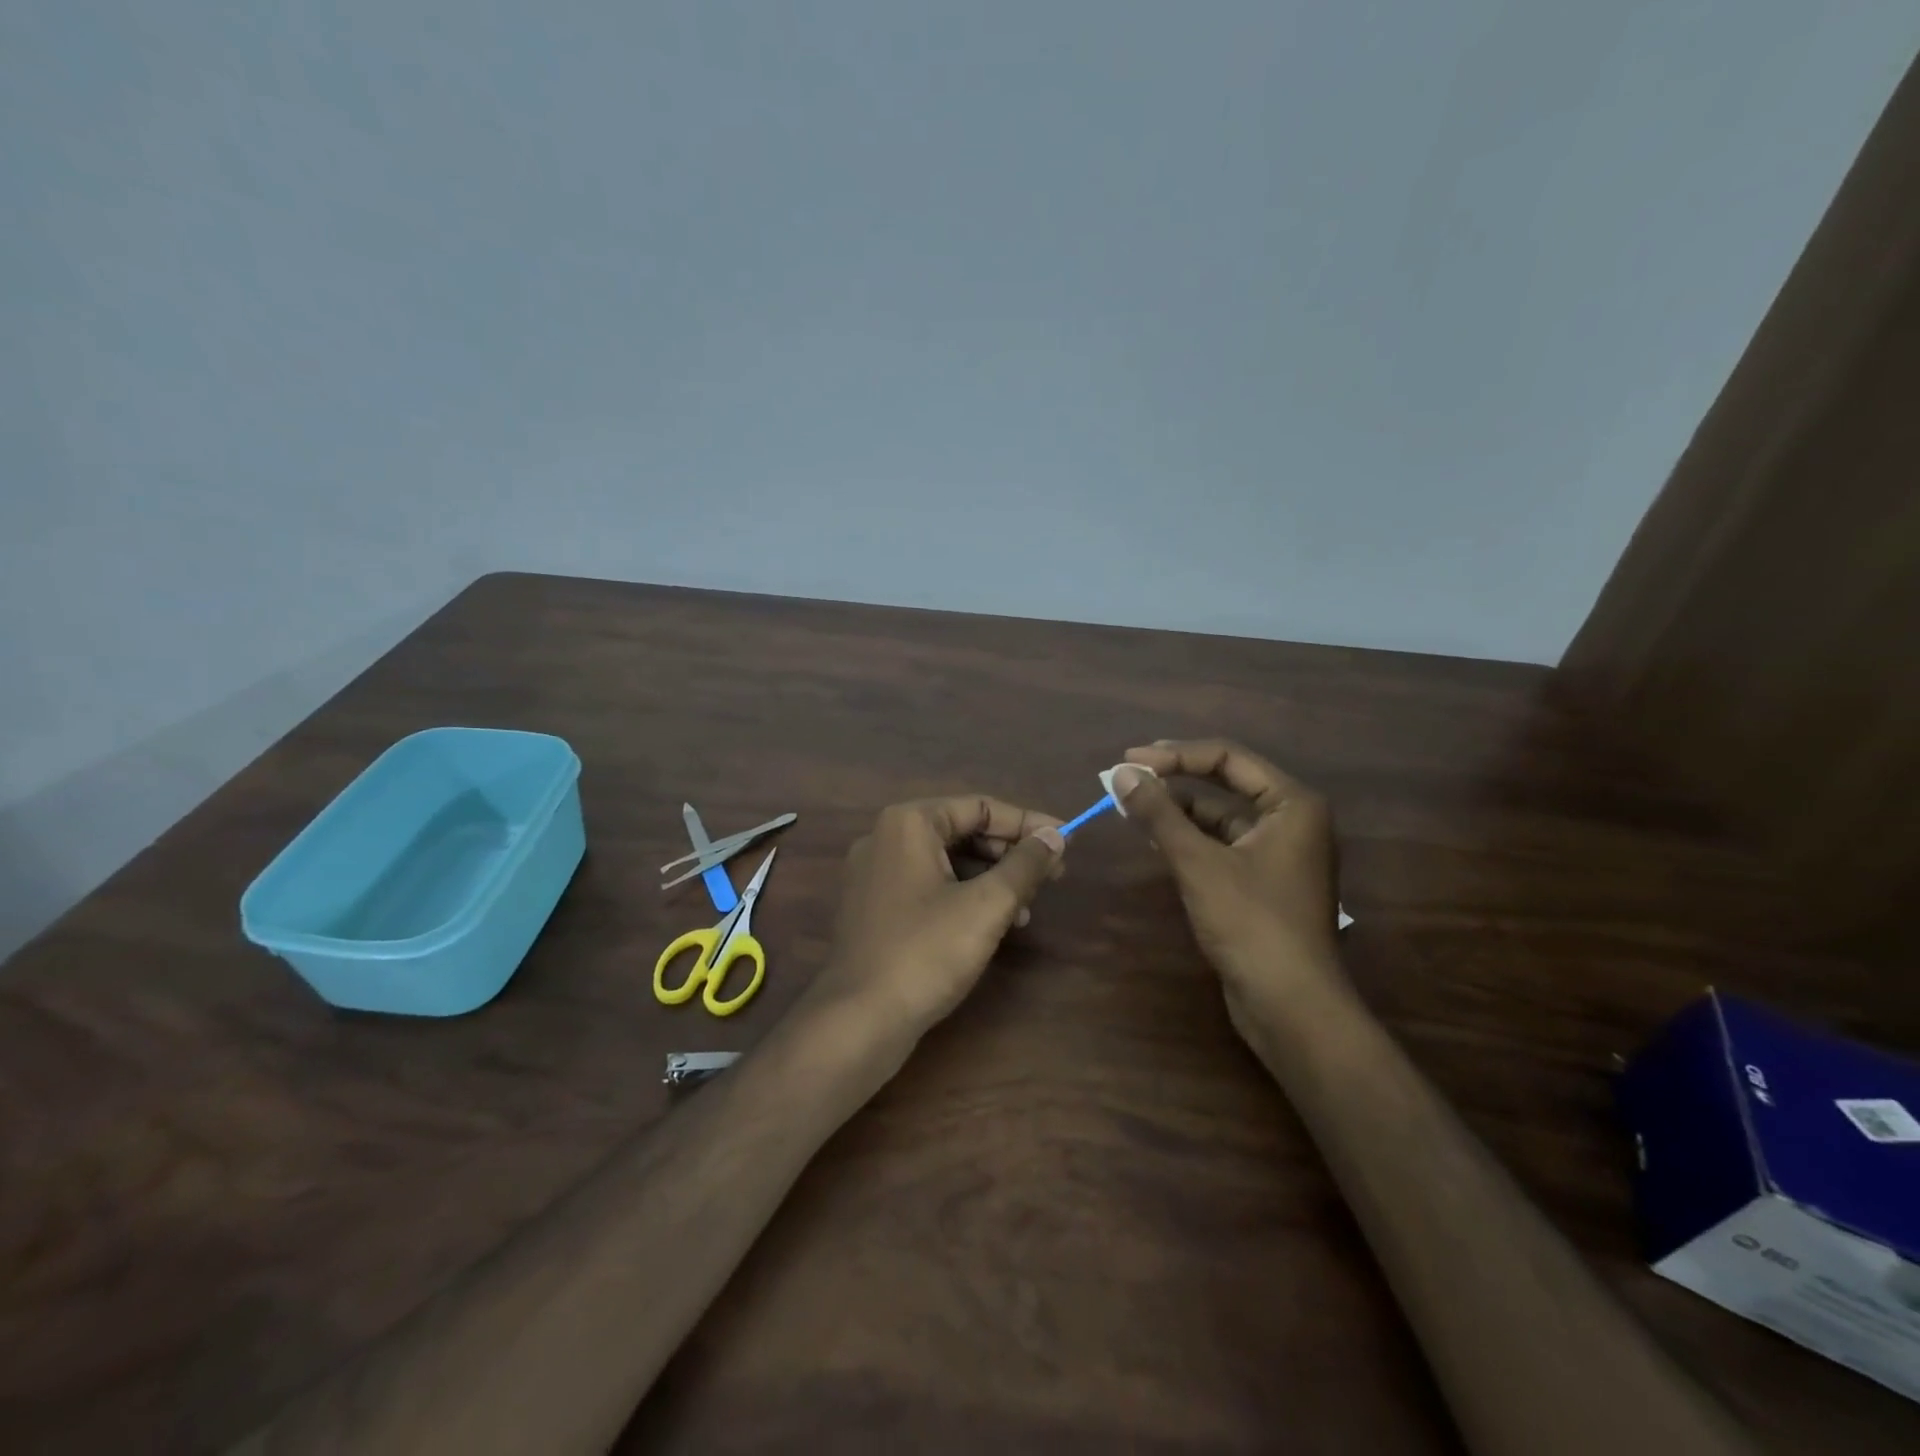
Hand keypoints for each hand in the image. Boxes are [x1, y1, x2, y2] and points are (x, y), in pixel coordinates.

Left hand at [803, 796, 1065, 1041]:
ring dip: (991, 878)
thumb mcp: (987, 905)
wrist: (859, 1019)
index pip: (980, 807)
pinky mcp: (874, 907)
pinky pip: (928, 886)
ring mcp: (875, 874)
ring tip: (1028, 907)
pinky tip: (994, 924)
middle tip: (1053, 875)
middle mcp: (885, 837)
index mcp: (909, 823)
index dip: (1028, 823)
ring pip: (947, 861)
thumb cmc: (926, 952)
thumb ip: (1025, 864)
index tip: (1066, 841)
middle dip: (1010, 853)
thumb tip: (1055, 836)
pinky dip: (964, 896)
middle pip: (962, 831)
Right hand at [1111, 740, 1346, 1039]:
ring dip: (1177, 809)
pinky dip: (1188, 838)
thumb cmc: (1251, 923)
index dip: (1175, 755)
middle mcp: (1291, 820)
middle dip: (1174, 780)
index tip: (1129, 761)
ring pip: (1220, 816)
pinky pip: (1221, 844)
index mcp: (1292, 804)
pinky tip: (1154, 838)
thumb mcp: (1198, 862)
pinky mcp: (1263, 881)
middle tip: (1127, 778)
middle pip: (1225, 782)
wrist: (1290, 1005)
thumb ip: (1159, 814)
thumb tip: (1123, 774)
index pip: (1227, 757)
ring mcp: (1279, 852)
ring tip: (1131, 806)